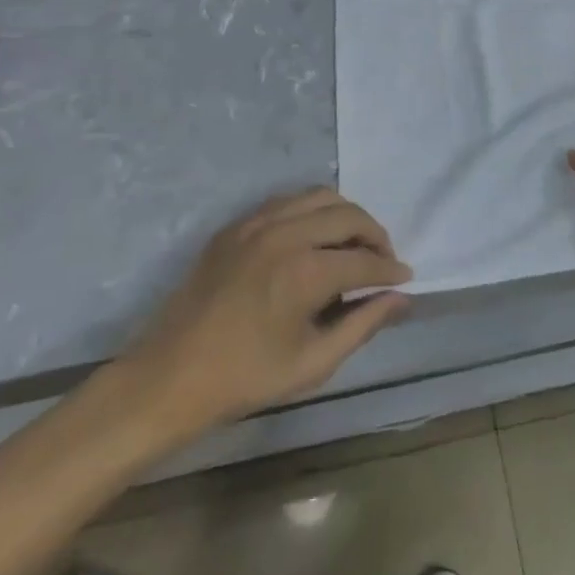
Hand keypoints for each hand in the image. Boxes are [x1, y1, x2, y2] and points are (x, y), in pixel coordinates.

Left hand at [104, 188, 411, 446]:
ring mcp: (256, 223)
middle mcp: (284, 234)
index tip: (404, 279)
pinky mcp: (236, 224)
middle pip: (348, 215)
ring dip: (346, 215)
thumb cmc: (244, 378)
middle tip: (383, 261)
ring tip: (352, 244)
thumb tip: (401, 299)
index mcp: (304, 272)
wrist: (169, 376)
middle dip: (375, 235)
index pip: (364, 260)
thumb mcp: (313, 363)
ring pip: (319, 196)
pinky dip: (312, 211)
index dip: (390, 270)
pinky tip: (314, 237)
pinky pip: (287, 201)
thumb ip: (363, 324)